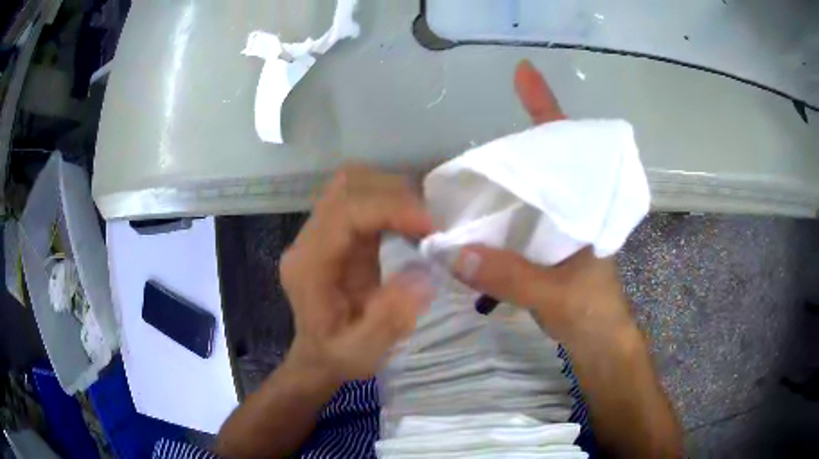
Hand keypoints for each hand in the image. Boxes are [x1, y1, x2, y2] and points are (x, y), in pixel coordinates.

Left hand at [280, 165, 434, 381]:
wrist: (317, 357)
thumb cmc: (337, 357)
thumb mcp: (363, 352)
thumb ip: (389, 318)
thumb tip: (424, 275)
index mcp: (309, 266)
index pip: (345, 212)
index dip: (390, 208)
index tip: (430, 225)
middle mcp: (308, 240)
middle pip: (348, 186)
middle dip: (395, 194)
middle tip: (432, 223)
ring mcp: (319, 232)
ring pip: (354, 184)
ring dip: (393, 193)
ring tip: (423, 221)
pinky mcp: (335, 233)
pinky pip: (361, 198)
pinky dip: (390, 201)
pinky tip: (410, 224)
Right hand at [453, 60, 634, 348]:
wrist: (600, 344)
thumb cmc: (593, 315)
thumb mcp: (555, 296)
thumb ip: (509, 276)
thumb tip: (453, 252)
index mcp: (585, 204)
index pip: (567, 145)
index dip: (545, 107)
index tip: (523, 72)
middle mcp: (569, 206)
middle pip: (539, 161)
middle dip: (508, 146)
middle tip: (467, 145)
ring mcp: (555, 226)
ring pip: (524, 191)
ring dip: (495, 181)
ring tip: (458, 177)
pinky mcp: (543, 247)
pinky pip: (514, 220)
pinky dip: (492, 214)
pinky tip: (469, 218)